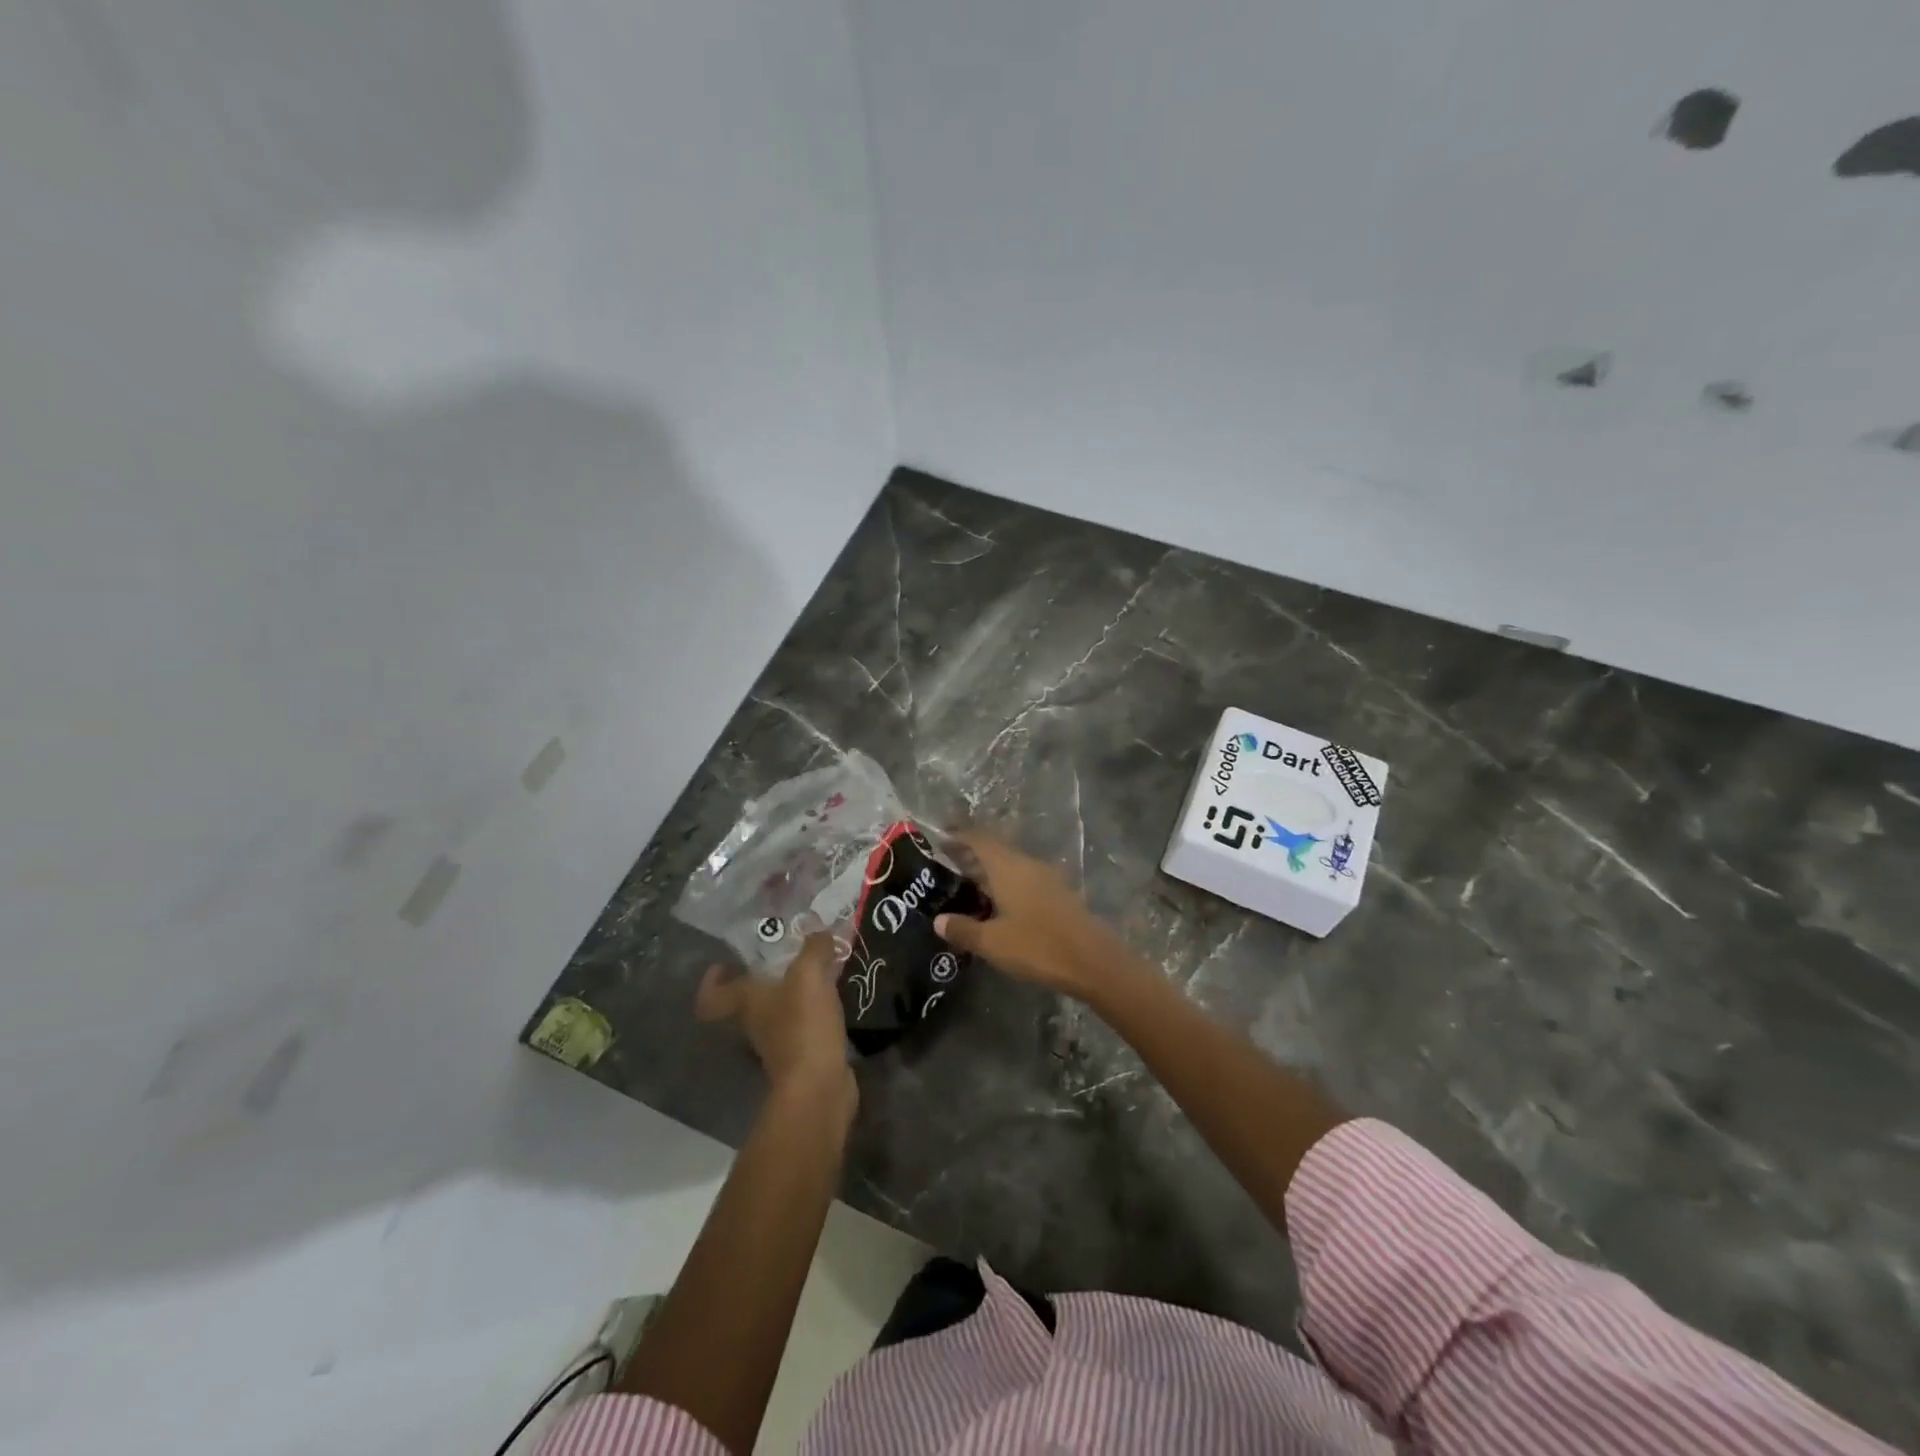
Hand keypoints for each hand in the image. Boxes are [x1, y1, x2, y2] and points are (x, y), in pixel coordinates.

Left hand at [696, 931, 855, 1116]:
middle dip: (765, 979)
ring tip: (819, 973)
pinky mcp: (802, 1057)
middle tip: (788, 957)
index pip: (712, 995)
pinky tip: (833, 1000)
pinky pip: (803, 1027)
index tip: (724, 964)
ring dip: (792, 996)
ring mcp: (777, 1044)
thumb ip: (814, 948)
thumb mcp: (809, 975)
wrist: (819, 1087)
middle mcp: (754, 1024)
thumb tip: (820, 931)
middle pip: (748, 1001)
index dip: (712, 980)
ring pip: (777, 1013)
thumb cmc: (802, 1026)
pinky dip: (813, 1014)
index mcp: (745, 1002)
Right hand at [934, 832, 1119, 998]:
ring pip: (1011, 866)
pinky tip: (999, 906)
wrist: (1093, 962)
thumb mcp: (993, 943)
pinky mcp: (1058, 895)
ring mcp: (1046, 878)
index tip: (940, 839)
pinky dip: (1006, 885)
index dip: (959, 836)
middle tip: (947, 867)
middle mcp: (1027, 864)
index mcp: (1008, 867)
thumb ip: (964, 930)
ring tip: (968, 888)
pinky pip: (1024, 880)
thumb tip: (939, 921)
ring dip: (990, 872)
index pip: (979, 839)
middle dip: (971, 856)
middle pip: (995, 851)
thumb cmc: (1037, 946)